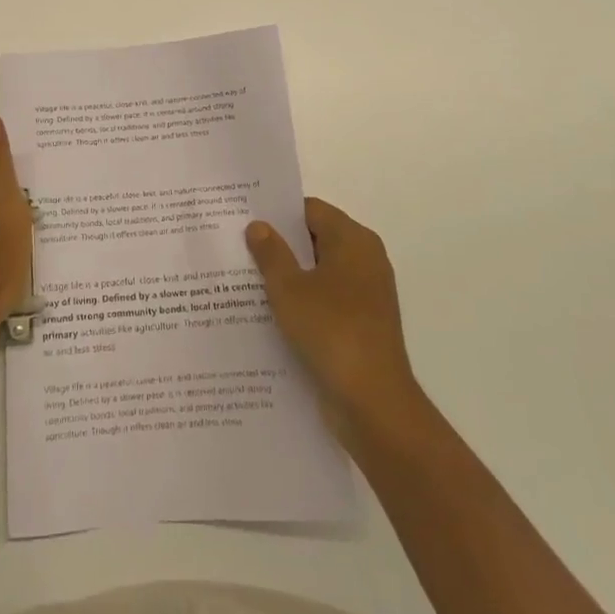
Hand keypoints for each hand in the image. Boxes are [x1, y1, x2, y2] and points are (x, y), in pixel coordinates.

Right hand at [246, 197, 421, 435]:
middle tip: (240, 248)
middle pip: (316, 239)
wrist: (374, 403)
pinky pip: (328, 299)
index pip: (310, 210)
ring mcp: (367, 293)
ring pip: (320, 272)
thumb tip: (258, 225)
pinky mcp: (364, 323)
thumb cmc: (330, 331)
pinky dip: (304, 301)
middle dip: (281, 245)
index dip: (278, 214)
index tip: (246, 220)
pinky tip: (272, 314)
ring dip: (290, 276)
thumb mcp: (288, 288)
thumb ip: (270, 253)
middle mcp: (365, 259)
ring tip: (248, 281)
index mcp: (353, 239)